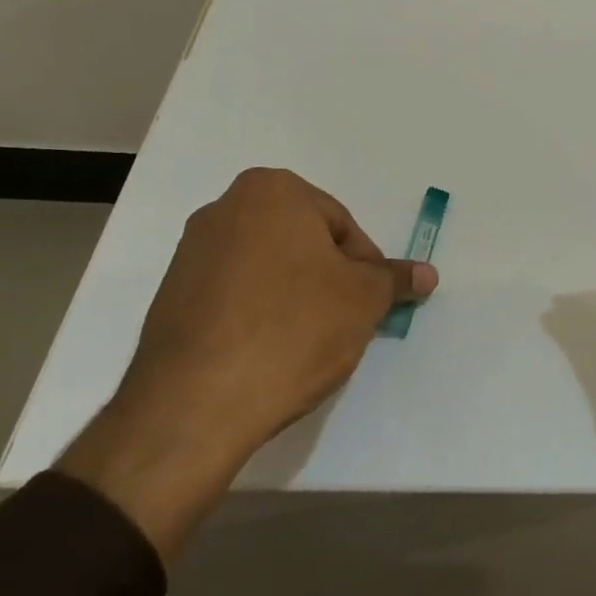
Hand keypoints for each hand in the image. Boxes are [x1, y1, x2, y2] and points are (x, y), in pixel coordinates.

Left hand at [60, 168, 435, 557]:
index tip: (367, 304)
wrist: (196, 403)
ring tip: (305, 343)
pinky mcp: (170, 298)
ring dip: (294, 297)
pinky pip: (234, 296)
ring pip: (268, 269)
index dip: (363, 267)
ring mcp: (189, 254)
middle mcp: (224, 209)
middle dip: (327, 278)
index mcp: (271, 191)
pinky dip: (258, 315)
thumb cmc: (294, 328)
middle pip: (302, 243)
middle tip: (343, 321)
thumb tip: (426, 273)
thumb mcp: (364, 300)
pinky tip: (268, 353)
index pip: (341, 225)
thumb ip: (396, 279)